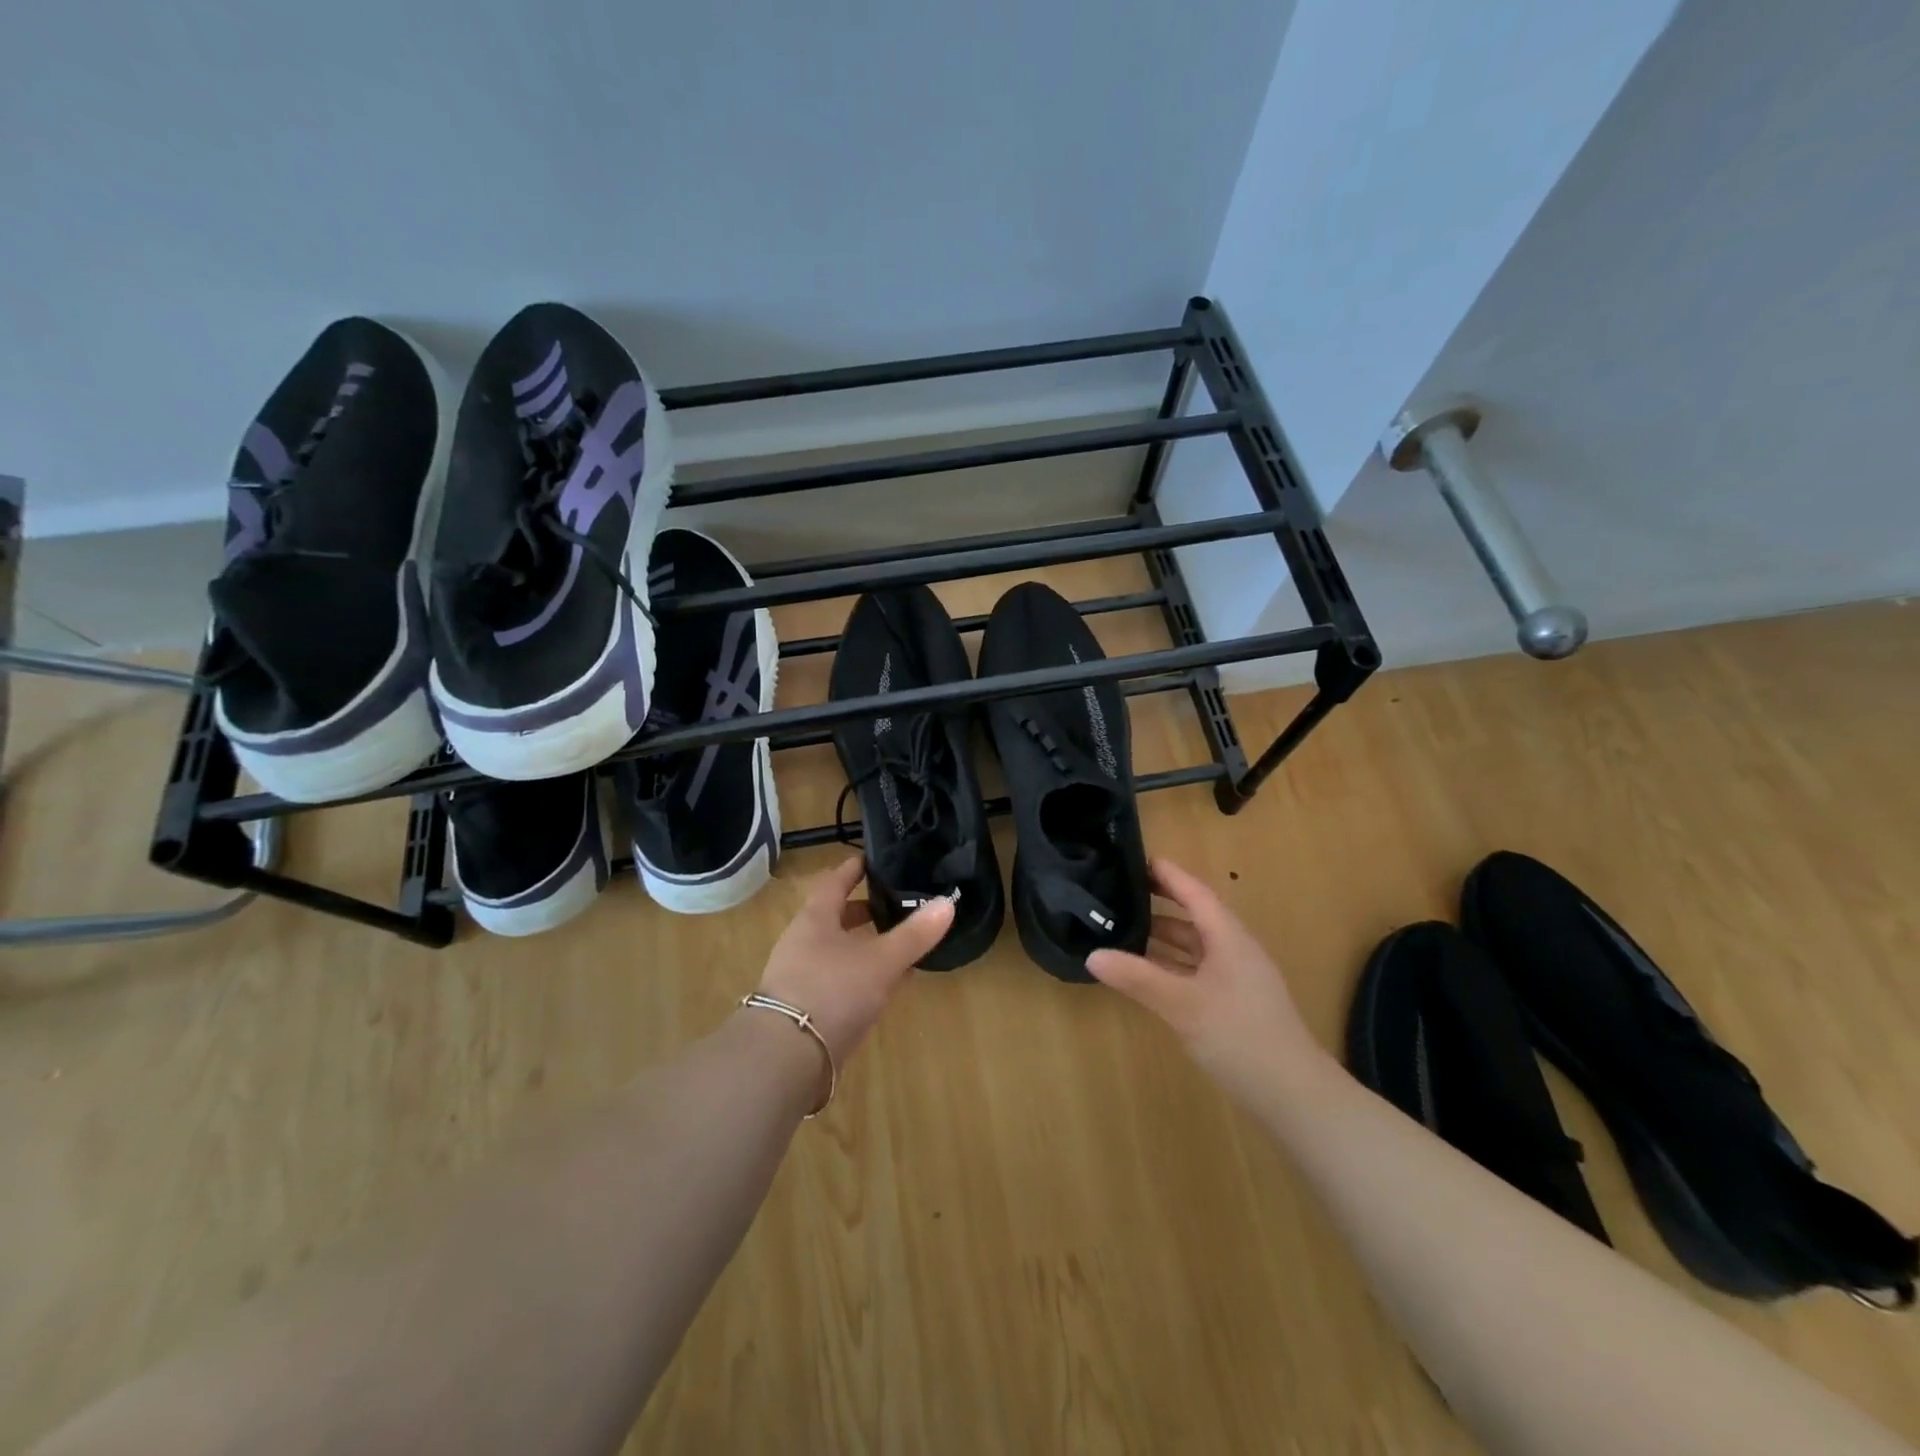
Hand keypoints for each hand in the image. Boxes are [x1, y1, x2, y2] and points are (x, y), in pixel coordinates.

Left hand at [756, 855, 954, 1067]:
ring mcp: (799, 976)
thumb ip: (914, 935)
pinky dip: (860, 976)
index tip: (875, 859)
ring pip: (837, 950)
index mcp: (815, 919)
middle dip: (864, 910)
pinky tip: (883, 988)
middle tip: (895, 904)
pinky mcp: (804, 1008)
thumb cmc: (832, 991)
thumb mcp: (881, 961)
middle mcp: (802, 942)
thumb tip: (948, 902)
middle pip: (834, 917)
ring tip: (896, 946)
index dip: (855, 868)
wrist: (785, 1058)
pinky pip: (837, 980)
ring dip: (864, 945)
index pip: (835, 881)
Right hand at [1087, 858, 1328, 1106]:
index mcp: (1228, 938)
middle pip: (1194, 916)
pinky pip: (1196, 970)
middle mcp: (1234, 950)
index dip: (1167, 874)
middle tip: (1118, 893)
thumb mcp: (1182, 1004)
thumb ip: (1137, 977)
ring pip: (1194, 946)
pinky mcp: (1234, 1004)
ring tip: (1123, 929)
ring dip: (1163, 937)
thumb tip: (1092, 955)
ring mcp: (1237, 978)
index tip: (1135, 858)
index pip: (1194, 892)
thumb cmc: (1239, 1036)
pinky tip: (1147, 974)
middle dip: (1158, 903)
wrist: (1294, 1096)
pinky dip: (1170, 965)